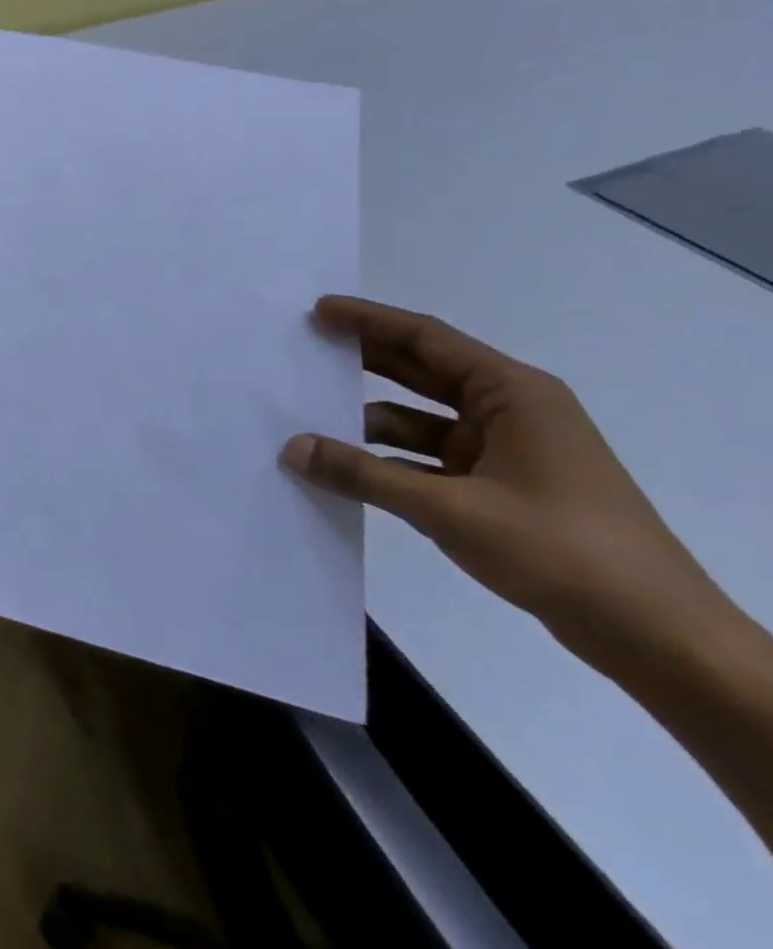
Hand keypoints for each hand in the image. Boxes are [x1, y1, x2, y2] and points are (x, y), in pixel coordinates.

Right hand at [279, 295, 723, 663]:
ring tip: (308, 418)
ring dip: (368, 420)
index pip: (427, 339)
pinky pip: (427, 458)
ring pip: (420, 419)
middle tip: (304, 350)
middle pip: (422, 371)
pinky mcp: (500, 488)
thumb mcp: (449, 509)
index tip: (317, 311)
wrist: (658, 638)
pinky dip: (387, 459)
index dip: (369, 321)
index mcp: (514, 395)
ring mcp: (507, 451)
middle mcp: (511, 412)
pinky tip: (345, 468)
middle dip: (363, 361)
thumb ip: (363, 475)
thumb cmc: (561, 551)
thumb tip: (292, 449)